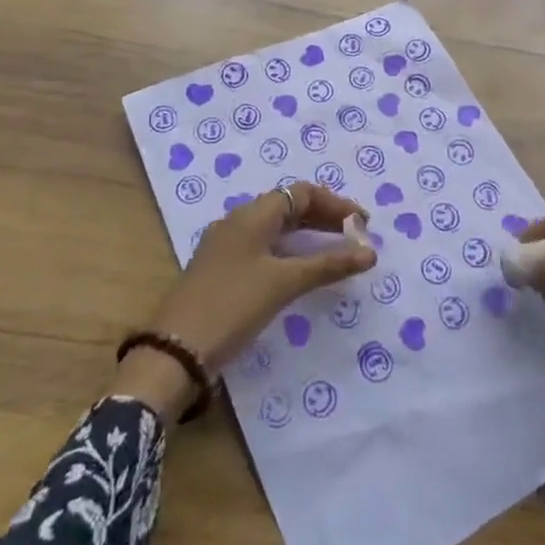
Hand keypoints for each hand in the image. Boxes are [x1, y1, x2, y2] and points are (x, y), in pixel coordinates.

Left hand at [115, 183, 375, 420]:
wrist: (174, 352)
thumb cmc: (232, 306)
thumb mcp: (283, 283)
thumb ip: (328, 264)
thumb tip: (370, 253)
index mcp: (252, 215)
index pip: (301, 193)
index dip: (335, 204)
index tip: (362, 225)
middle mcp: (238, 222)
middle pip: (289, 207)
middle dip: (324, 218)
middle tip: (355, 238)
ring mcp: (227, 246)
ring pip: (276, 228)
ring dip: (308, 235)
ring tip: (336, 253)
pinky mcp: (221, 270)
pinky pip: (264, 247)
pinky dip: (290, 252)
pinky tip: (301, 272)